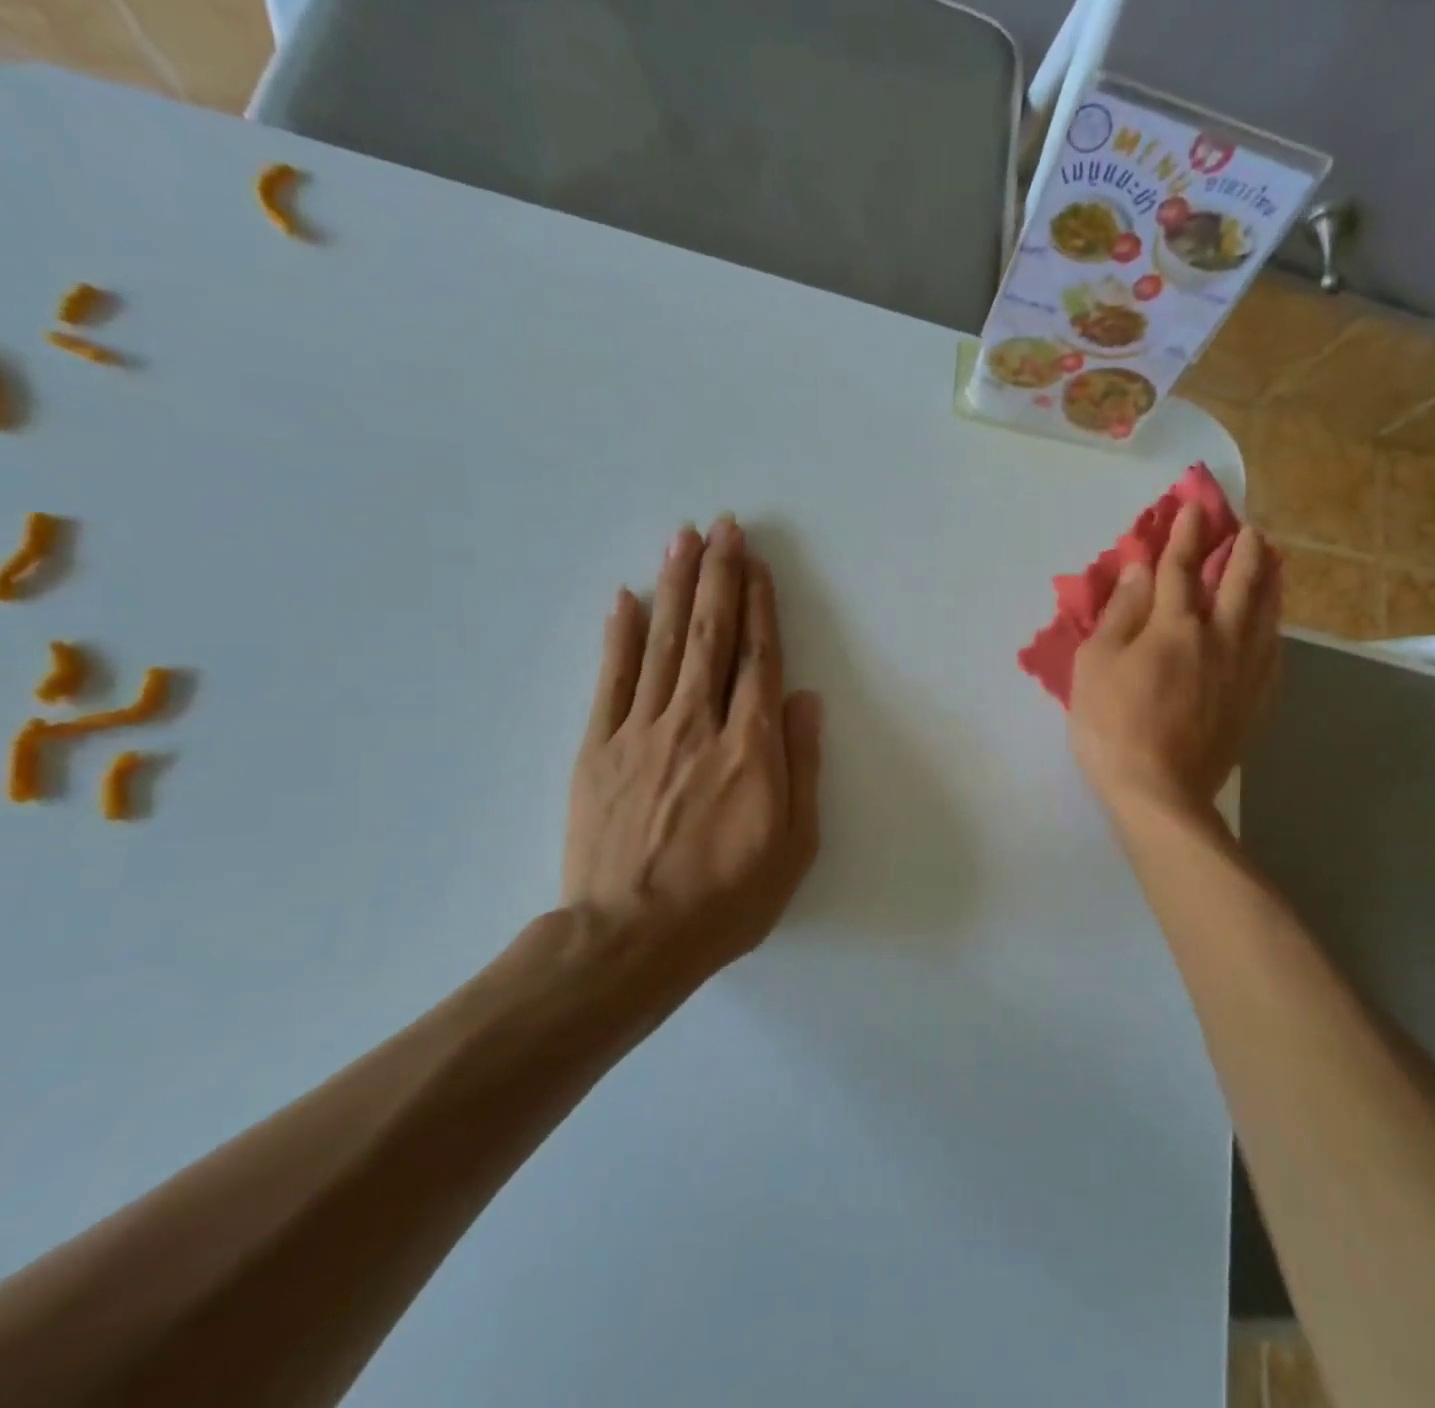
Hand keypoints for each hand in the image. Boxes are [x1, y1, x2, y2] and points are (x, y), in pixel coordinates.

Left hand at [552, 515, 822, 1018]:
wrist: (632, 940)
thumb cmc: (728, 897)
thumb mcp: (794, 843)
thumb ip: (801, 764)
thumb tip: (805, 698)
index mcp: (750, 747)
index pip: (758, 659)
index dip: (760, 606)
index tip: (757, 564)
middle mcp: (697, 724)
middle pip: (710, 636)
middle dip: (718, 576)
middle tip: (722, 526)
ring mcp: (641, 732)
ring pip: (662, 644)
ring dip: (674, 587)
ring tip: (681, 539)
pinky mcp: (598, 749)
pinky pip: (611, 680)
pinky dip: (618, 636)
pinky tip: (625, 598)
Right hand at [1069, 505, 1280, 818]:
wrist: (1159, 794)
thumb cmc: (1113, 726)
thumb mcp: (1096, 665)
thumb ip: (1121, 614)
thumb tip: (1141, 570)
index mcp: (1175, 627)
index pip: (1181, 569)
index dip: (1185, 536)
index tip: (1193, 510)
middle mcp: (1219, 639)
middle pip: (1239, 584)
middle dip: (1242, 551)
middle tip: (1247, 530)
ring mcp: (1244, 673)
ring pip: (1266, 615)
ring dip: (1268, 582)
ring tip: (1271, 563)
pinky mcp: (1255, 702)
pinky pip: (1273, 653)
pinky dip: (1274, 628)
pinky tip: (1272, 626)